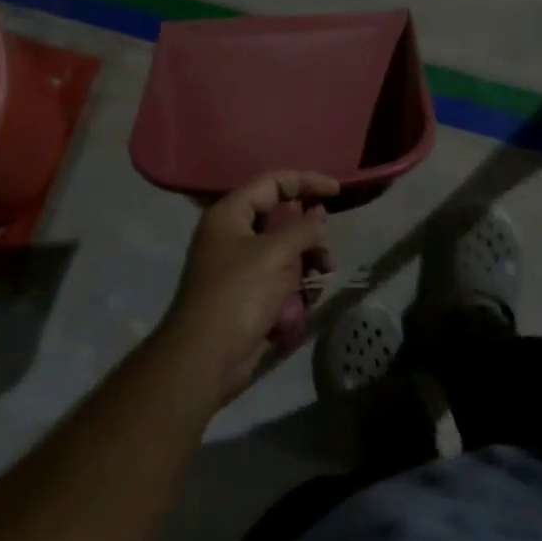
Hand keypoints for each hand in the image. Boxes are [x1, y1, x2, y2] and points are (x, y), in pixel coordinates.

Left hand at [158, 169, 338, 401]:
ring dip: (307, 259)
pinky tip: (307, 300)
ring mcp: (239, 266)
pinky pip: (279, 277)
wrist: (205, 358)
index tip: (336, 192)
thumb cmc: (238, 294)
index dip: (306, 181)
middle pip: (280, 217)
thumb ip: (302, 228)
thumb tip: (318, 216)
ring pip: (284, 249)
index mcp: (230, 214)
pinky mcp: (248, 294)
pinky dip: (296, 284)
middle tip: (324, 244)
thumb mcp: (275, 254)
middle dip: (308, 230)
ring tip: (323, 274)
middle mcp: (233, 234)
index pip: (273, 182)